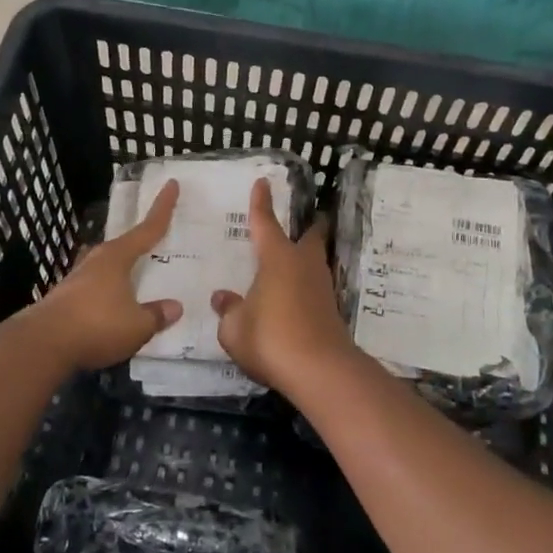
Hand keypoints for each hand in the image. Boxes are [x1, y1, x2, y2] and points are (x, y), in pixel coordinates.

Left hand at [32, 180, 182, 370]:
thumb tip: (175, 307)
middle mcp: (96, 261)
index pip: (147, 228)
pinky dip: (109, 292)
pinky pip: (96, 289)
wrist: (42, 344)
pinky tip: (113, 306)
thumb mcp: (137, 325)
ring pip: (106, 267)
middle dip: (139, 243)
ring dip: (121, 271)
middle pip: (123, 246)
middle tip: (156, 241)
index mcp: (117, 257)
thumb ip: (156, 315)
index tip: (171, 184)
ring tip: (136, 279)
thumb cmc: (96, 325)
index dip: (162, 208)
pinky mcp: (65, 299)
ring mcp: (77, 279)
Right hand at [211, 178, 360, 398]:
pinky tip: (294, 297)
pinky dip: (306, 286)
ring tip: (293, 261)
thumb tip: (222, 297)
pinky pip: (315, 288)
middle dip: (309, 226)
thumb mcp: (234, 328)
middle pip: (310, 237)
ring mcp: (321, 288)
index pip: (266, 222)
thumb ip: (228, 310)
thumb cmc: (270, 338)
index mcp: (277, 258)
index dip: (262, 203)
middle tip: (305, 220)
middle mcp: (303, 265)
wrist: (320, 370)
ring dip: (308, 257)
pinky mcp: (330, 311)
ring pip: (315, 262)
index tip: (263, 182)